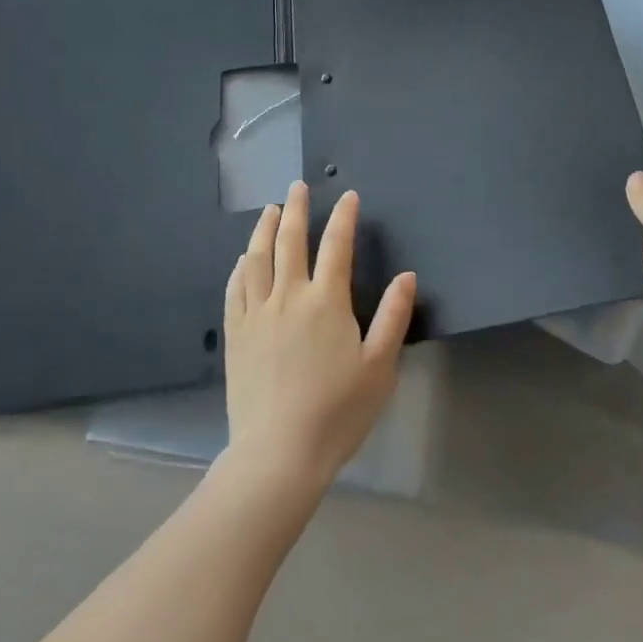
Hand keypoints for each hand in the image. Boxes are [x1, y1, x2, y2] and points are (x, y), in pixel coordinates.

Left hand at [223, 182, 415, 492]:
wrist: (278, 454)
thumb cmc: (337, 412)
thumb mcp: (379, 367)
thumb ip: (393, 317)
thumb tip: (407, 275)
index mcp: (326, 301)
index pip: (337, 245)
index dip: (343, 217)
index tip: (347, 196)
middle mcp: (288, 296)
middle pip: (290, 241)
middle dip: (296, 209)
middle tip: (297, 187)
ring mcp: (257, 313)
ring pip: (257, 258)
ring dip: (264, 229)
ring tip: (269, 209)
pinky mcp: (235, 334)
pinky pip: (235, 288)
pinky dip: (241, 265)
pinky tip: (244, 258)